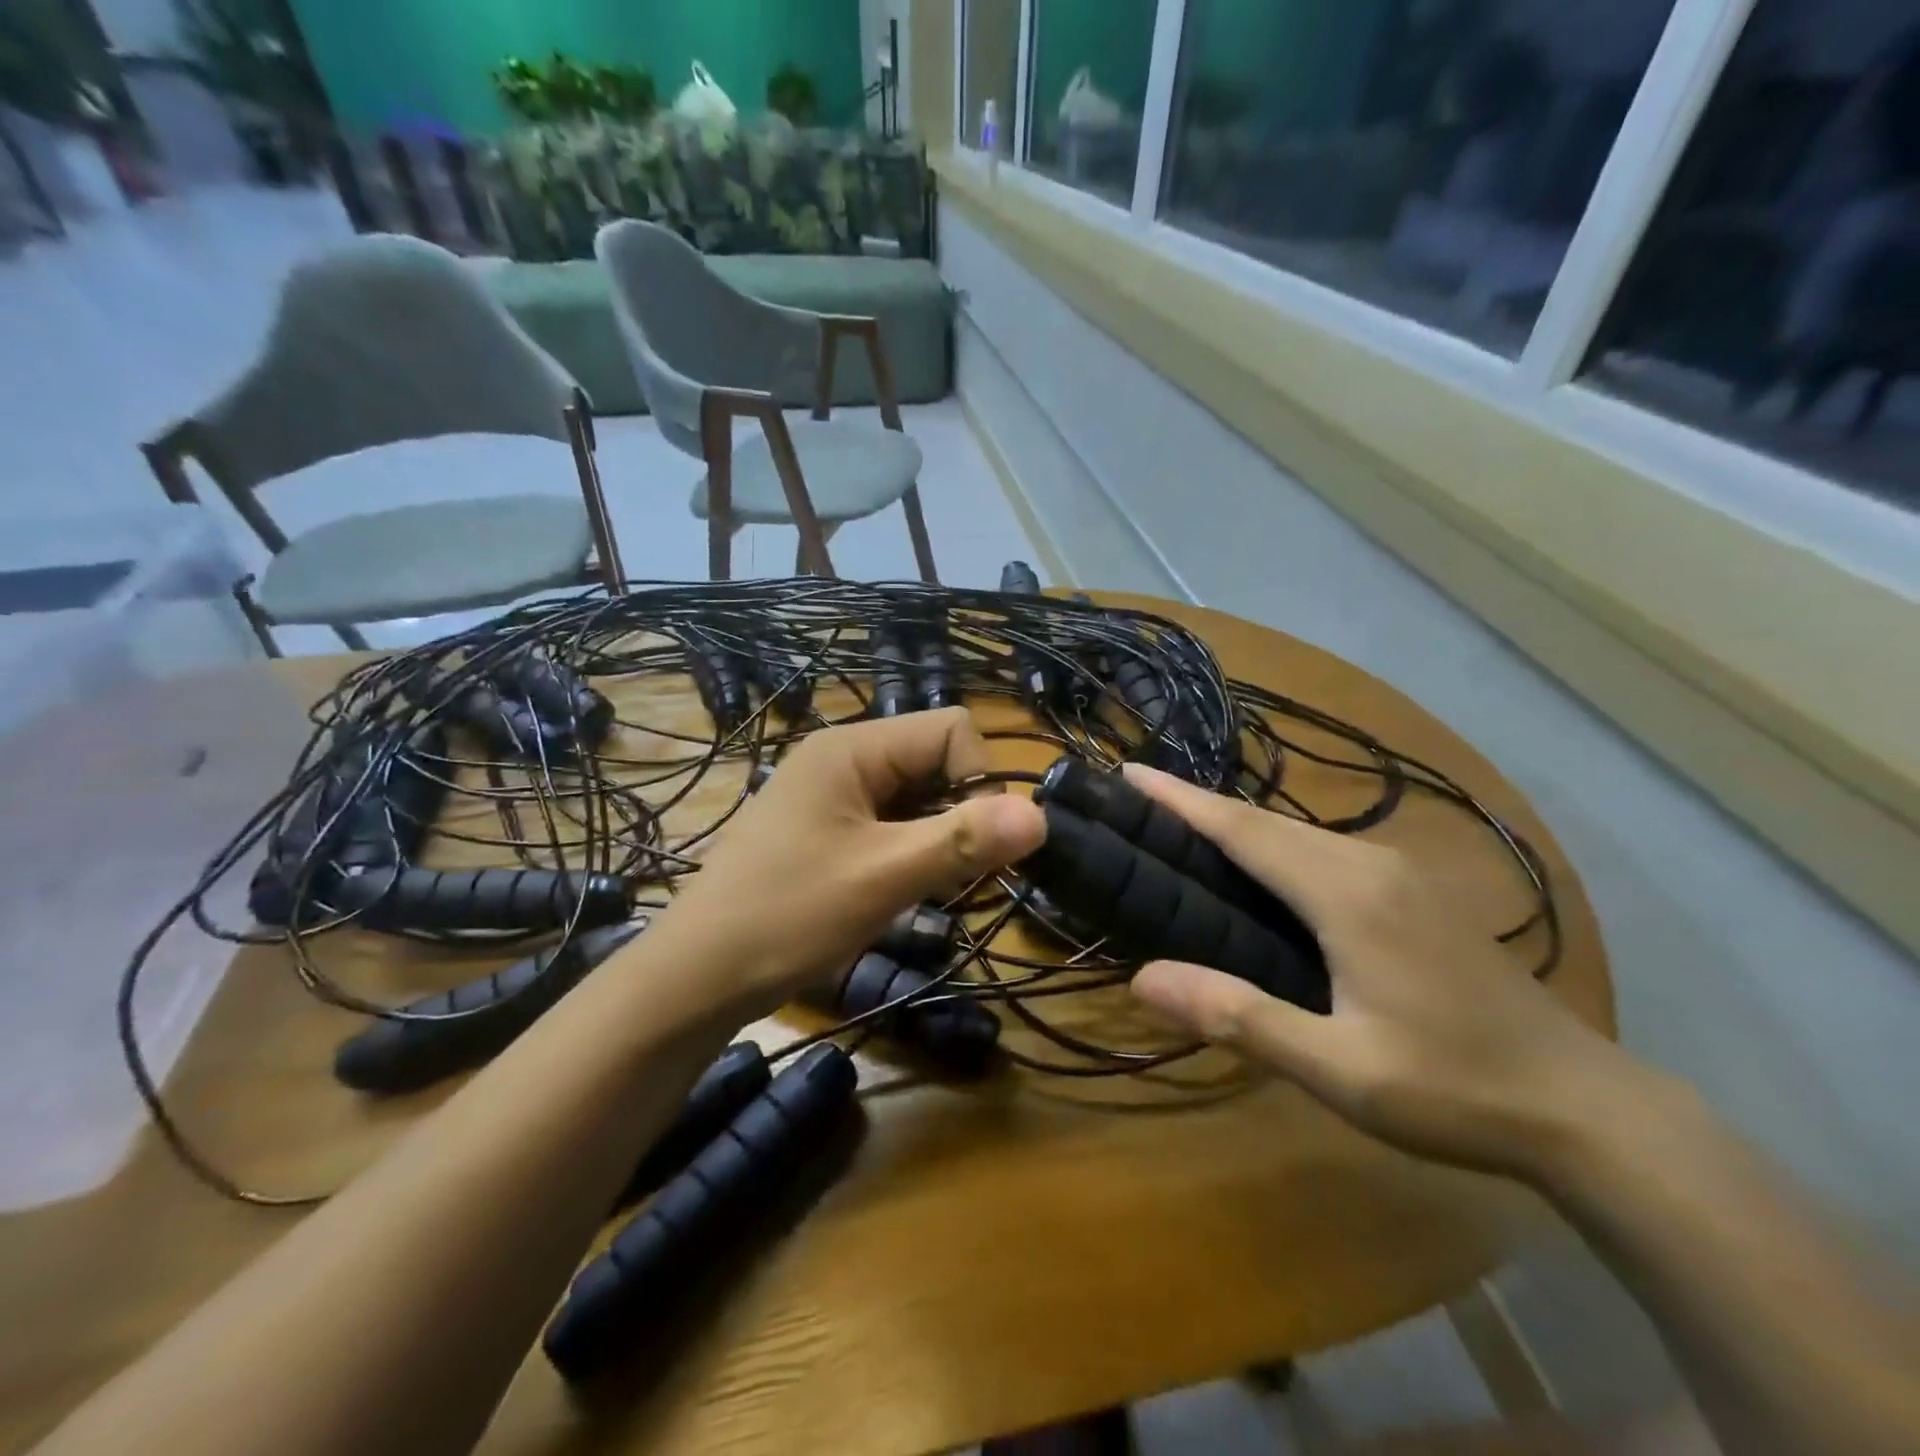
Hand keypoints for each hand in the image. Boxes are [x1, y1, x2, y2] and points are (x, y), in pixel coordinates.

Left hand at [645, 709, 1045, 1018]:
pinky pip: (888, 822)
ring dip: (934, 839)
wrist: (695, 977)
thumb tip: (1041, 815)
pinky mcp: (823, 827)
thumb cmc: (787, 915)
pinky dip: (907, 852)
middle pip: (935, 761)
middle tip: (946, 877)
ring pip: (916, 796)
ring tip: (916, 889)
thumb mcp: (883, 877)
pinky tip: (893, 891)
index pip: (951, 730)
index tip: (971, 847)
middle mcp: (842, 756)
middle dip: (957, 815)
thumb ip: (963, 841)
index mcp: (852, 747)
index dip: (978, 782)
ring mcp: (830, 793)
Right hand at [1122, 765, 1641, 1179]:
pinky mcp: (1417, 891)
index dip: (1181, 800)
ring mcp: (1400, 873)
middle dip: (1199, 805)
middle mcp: (1371, 864)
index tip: (1130, 772)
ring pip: (1298, 833)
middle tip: (1139, 800)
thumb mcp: (1338, 1068)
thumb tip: (1142, 978)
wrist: (1586, 1106)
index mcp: (1346, 893)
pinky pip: (1325, 851)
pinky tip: (1261, 868)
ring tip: (1183, 829)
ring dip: (1237, 824)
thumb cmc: (1453, 1089)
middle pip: (1266, 821)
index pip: (1243, 830)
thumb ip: (1240, 1017)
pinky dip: (1274, 845)